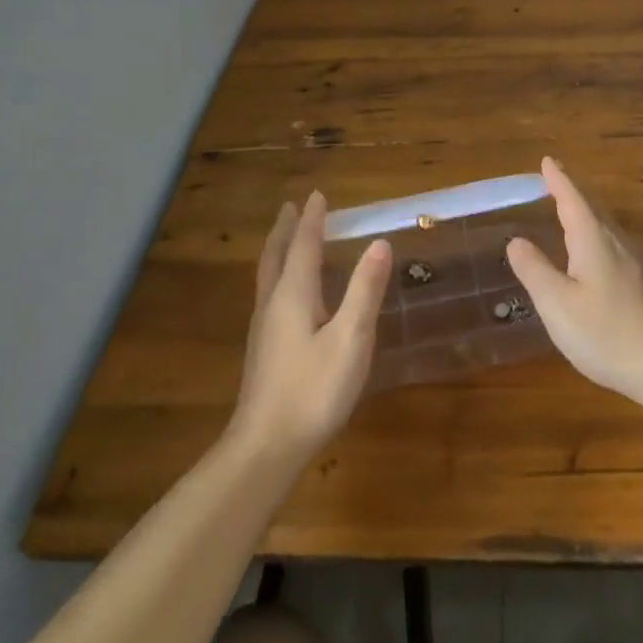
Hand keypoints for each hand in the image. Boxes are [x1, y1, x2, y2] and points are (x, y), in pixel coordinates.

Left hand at [230, 192, 391, 463]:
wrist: (265, 447)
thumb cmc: (313, 390)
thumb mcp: (350, 339)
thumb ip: (364, 290)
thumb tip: (379, 243)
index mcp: (293, 294)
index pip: (304, 245)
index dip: (313, 219)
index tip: (318, 194)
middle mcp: (273, 304)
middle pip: (276, 255)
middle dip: (286, 229)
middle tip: (292, 207)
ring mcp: (263, 329)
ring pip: (268, 275)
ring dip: (279, 249)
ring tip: (287, 239)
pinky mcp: (263, 350)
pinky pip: (269, 294)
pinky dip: (278, 274)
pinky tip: (286, 293)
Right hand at [505, 157, 642, 403]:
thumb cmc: (605, 332)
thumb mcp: (557, 303)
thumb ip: (534, 270)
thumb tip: (516, 240)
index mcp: (593, 239)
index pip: (572, 198)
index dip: (558, 179)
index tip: (547, 161)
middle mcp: (616, 242)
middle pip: (591, 207)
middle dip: (571, 192)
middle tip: (552, 180)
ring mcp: (633, 262)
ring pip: (604, 226)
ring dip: (584, 212)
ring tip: (567, 209)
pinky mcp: (641, 282)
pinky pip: (611, 243)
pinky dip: (594, 233)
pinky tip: (590, 252)